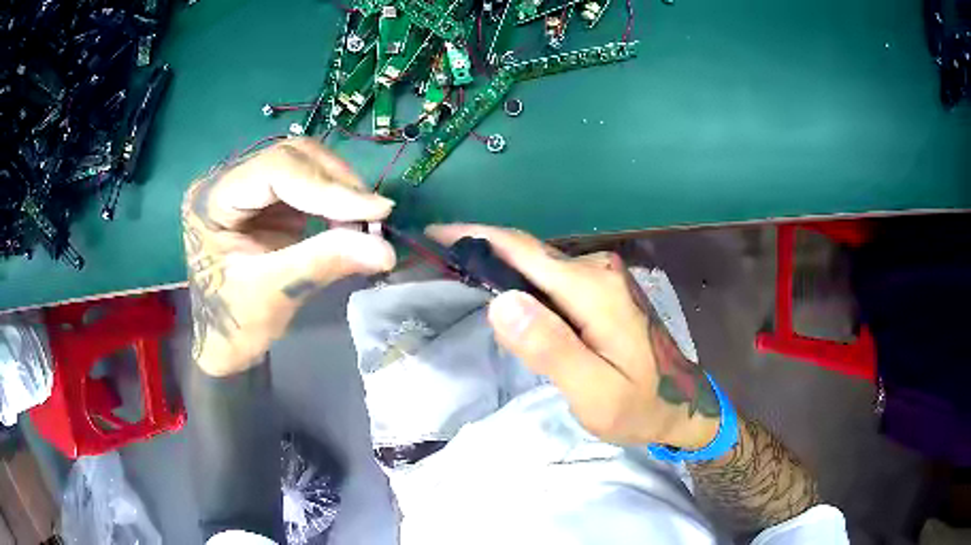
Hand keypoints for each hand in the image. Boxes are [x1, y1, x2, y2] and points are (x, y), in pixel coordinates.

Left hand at [182, 138, 395, 375]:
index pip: (275, 170)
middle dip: (336, 182)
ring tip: (365, 219)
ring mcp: (247, 188)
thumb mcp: (275, 294)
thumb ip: (324, 262)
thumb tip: (385, 249)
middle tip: (374, 214)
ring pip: (303, 163)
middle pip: (290, 156)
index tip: (376, 210)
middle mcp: (226, 182)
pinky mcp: (264, 200)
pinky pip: (306, 184)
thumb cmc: (234, 324)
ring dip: (339, 187)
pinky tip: (349, 219)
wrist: (222, 343)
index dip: (327, 186)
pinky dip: (333, 199)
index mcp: (212, 200)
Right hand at [428, 225, 720, 449]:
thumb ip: (551, 347)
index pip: (522, 250)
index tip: (434, 236)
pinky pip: (551, 278)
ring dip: (499, 266)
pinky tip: (503, 295)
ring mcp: (603, 277)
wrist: (682, 405)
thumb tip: (500, 301)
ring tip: (459, 276)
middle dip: (480, 250)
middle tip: (436, 260)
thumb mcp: (594, 390)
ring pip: (538, 265)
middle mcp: (597, 269)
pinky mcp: (603, 290)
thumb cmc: (639, 405)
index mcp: (592, 288)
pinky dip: (521, 281)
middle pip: (527, 253)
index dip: (475, 237)